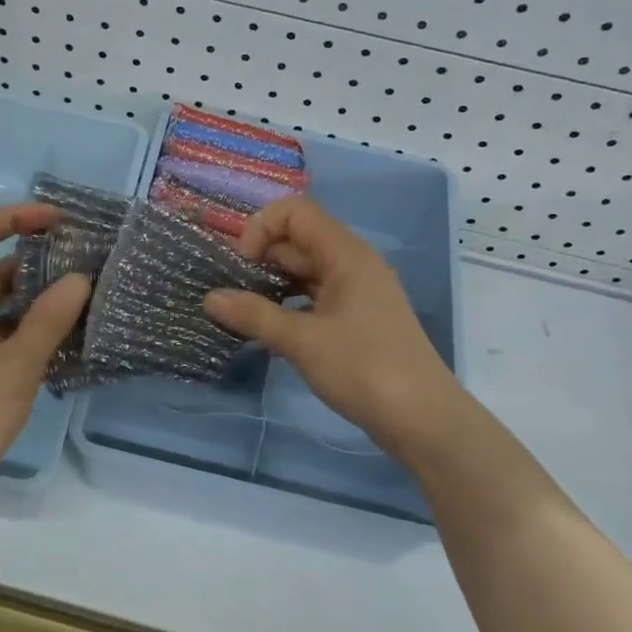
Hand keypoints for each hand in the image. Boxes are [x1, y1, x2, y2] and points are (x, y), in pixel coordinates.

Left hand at [0, 203, 90, 495]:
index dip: (15, 216)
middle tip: (81, 265)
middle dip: (35, 259)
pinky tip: (59, 344)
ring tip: (80, 302)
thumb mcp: (18, 364)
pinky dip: (26, 329)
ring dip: (34, 298)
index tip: (58, 223)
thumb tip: (79, 279)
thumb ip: (50, 319)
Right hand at [204, 197, 455, 466]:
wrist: (422, 419)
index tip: (240, 265)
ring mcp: (357, 294)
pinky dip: (288, 308)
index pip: (296, 212)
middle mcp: (353, 265)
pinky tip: (267, 334)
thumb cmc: (363, 368)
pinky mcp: (357, 321)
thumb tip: (209, 298)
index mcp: (346, 255)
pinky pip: (314, 299)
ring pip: (305, 274)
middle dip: (260, 259)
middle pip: (298, 241)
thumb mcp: (301, 341)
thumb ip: (253, 316)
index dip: (261, 228)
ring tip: (241, 312)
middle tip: (229, 291)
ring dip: (271, 286)